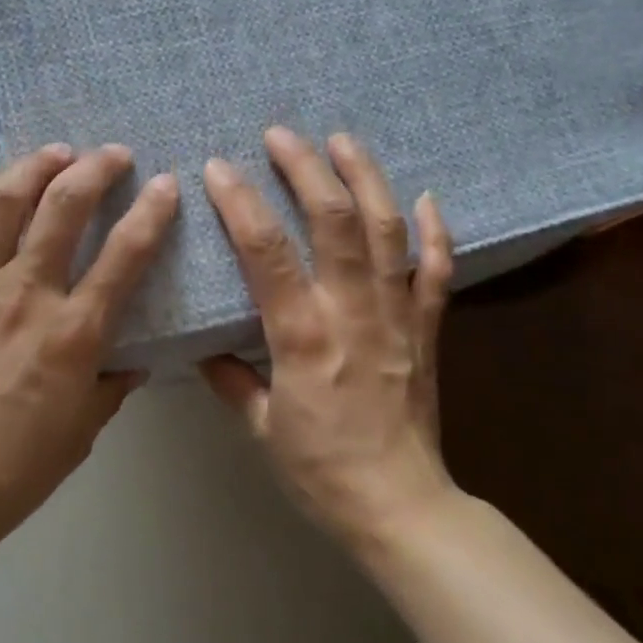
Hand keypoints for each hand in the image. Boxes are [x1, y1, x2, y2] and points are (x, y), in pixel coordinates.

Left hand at [0, 143, 179, 549]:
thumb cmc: (20, 464)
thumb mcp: (85, 427)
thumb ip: (114, 383)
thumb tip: (134, 358)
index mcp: (74, 331)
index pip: (125, 254)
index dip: (151, 212)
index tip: (165, 184)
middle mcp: (27, 294)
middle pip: (63, 208)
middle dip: (94, 169)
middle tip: (112, 154)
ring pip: (5, 204)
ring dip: (34, 167)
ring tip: (55, 153)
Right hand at [200, 127, 458, 550]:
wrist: (402, 507)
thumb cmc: (321, 472)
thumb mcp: (261, 429)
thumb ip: (232, 379)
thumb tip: (204, 346)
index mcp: (304, 339)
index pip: (268, 254)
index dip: (242, 204)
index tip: (219, 168)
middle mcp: (353, 314)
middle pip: (335, 223)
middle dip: (306, 170)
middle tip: (282, 134)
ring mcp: (398, 317)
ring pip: (388, 232)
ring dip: (366, 178)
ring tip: (344, 140)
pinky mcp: (428, 329)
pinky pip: (438, 271)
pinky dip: (436, 231)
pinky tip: (427, 197)